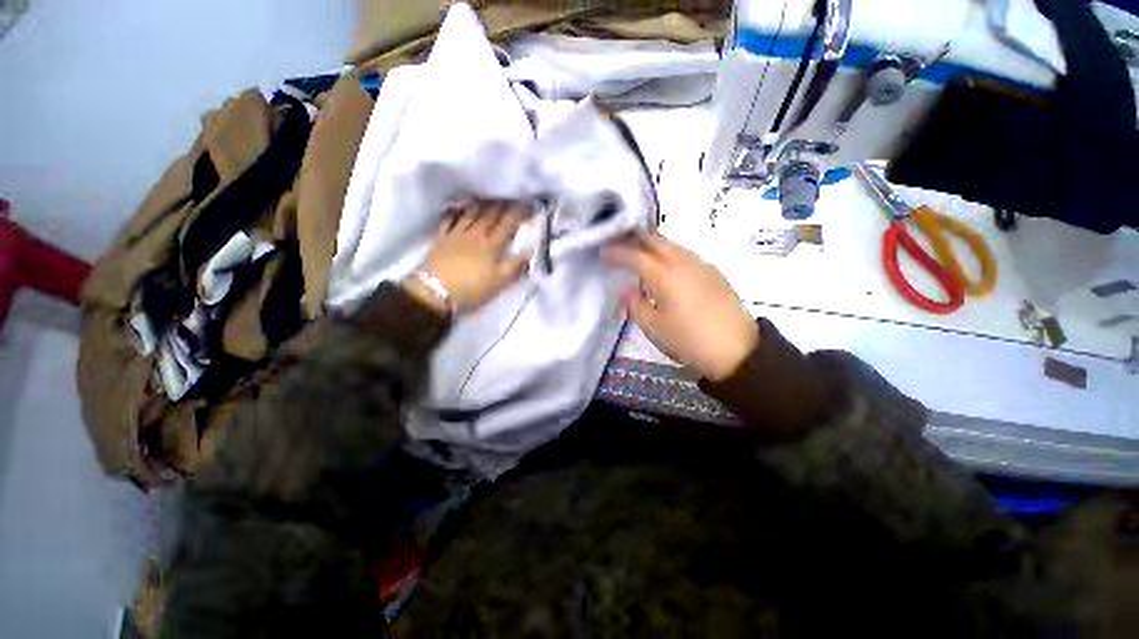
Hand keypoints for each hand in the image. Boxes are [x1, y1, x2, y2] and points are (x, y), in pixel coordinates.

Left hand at [402, 200, 531, 314]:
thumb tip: (531, 250)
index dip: (519, 213)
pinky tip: (457, 207)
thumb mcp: (499, 281)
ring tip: (489, 196)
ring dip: (482, 203)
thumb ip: (515, 265)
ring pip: (471, 213)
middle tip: (511, 194)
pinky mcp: (442, 238)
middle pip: (491, 215)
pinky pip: (449, 219)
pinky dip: (455, 211)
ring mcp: (457, 234)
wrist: (435, 291)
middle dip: (503, 204)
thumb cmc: (471, 288)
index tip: (529, 203)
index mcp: (491, 245)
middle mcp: (476, 235)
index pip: (508, 224)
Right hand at [603, 231, 758, 380]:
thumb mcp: (654, 328)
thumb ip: (636, 306)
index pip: (635, 255)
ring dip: (652, 243)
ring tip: (638, 251)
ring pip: (672, 244)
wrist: (738, 350)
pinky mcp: (713, 273)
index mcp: (665, 275)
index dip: (616, 252)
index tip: (602, 252)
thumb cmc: (689, 340)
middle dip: (634, 238)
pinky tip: (665, 266)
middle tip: (618, 242)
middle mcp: (683, 262)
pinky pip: (684, 253)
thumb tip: (626, 290)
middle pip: (655, 239)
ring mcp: (701, 265)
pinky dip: (668, 252)